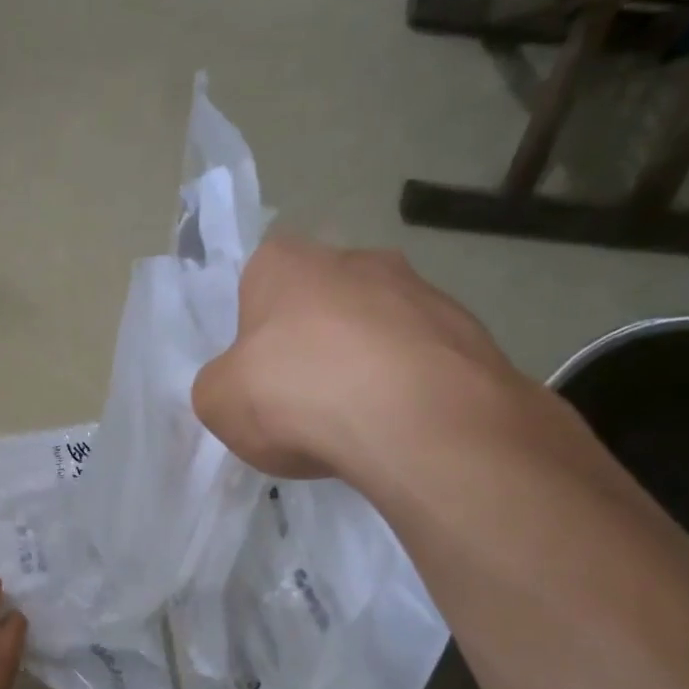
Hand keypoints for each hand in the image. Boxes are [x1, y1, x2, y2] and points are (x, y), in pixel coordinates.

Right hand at [192, 236, 525, 478]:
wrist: (416, 422)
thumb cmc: (296, 395)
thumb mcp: (217, 402)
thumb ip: (222, 385)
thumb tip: (243, 387)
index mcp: (285, 262)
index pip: (258, 283)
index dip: (256, 333)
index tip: (261, 375)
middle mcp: (356, 259)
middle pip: (322, 302)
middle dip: (315, 344)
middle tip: (306, 400)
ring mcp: (421, 290)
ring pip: (379, 329)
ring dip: (367, 365)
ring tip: (359, 423)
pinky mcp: (470, 331)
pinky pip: (423, 360)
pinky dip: (410, 388)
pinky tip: (400, 429)